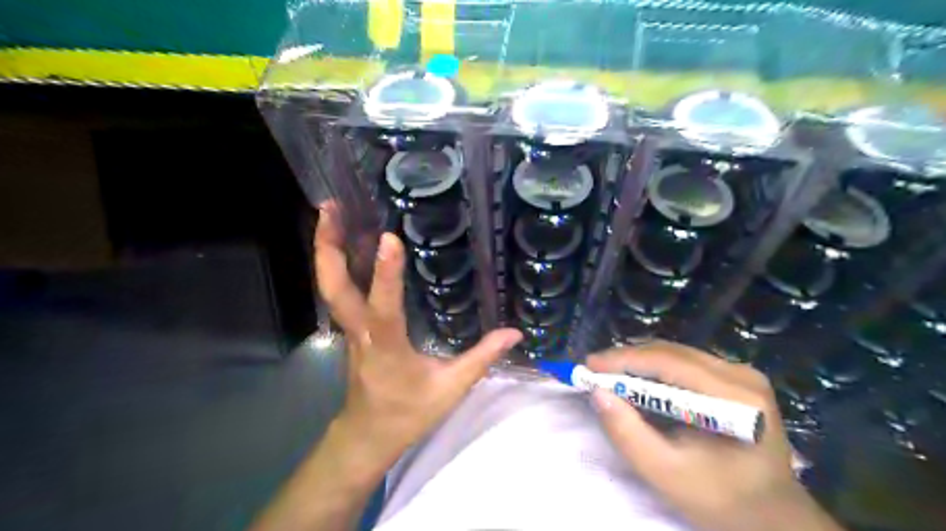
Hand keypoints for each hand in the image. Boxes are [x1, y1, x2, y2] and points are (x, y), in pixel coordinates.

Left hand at [318, 206, 524, 470]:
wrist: (368, 435)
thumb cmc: (408, 413)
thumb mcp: (451, 389)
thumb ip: (482, 358)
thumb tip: (514, 332)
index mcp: (387, 348)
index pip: (384, 308)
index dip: (386, 274)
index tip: (390, 238)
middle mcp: (361, 333)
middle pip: (334, 288)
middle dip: (328, 246)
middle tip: (331, 207)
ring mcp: (350, 330)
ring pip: (330, 287)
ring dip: (327, 249)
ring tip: (331, 212)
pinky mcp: (350, 329)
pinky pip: (338, 293)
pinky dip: (336, 264)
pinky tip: (345, 244)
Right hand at [589, 342, 836, 530]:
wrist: (772, 514)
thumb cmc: (721, 500)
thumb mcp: (665, 474)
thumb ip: (628, 434)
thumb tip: (597, 392)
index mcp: (736, 399)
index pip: (670, 363)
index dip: (625, 360)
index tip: (589, 365)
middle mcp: (742, 375)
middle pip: (672, 353)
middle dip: (628, 359)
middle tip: (594, 370)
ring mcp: (742, 373)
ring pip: (677, 354)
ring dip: (640, 362)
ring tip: (610, 374)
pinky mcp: (737, 377)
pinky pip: (686, 362)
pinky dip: (656, 369)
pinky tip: (638, 380)